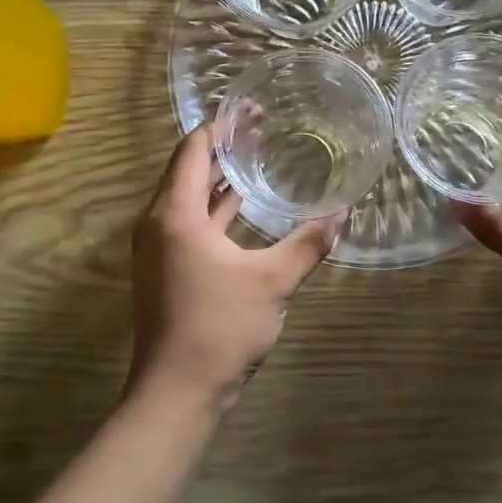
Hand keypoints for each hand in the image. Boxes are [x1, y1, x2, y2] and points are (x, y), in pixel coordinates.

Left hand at [129, 126, 341, 412]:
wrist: (176, 393)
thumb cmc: (220, 327)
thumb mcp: (273, 281)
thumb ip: (308, 243)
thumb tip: (343, 213)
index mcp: (175, 214)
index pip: (193, 150)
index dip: (222, 126)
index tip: (252, 109)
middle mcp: (158, 223)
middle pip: (187, 169)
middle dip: (222, 147)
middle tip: (261, 128)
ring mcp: (158, 248)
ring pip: (187, 197)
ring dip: (217, 177)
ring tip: (256, 157)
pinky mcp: (165, 269)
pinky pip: (189, 222)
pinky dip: (213, 207)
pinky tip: (242, 206)